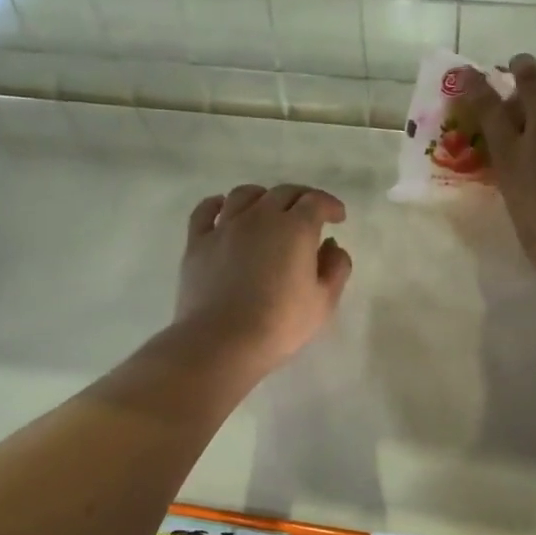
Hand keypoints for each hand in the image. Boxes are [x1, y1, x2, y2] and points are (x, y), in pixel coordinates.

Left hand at [174, 183, 353, 374]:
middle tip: (309, 214)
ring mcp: (225, 227)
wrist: (223, 341)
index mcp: (295, 228)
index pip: (316, 201)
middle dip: (301, 198)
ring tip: (268, 210)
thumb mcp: (323, 301)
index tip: (337, 217)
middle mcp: (260, 217)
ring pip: (245, 195)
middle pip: (283, 192)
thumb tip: (331, 246)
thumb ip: (336, 268)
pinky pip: (206, 210)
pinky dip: (218, 204)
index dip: (330, 205)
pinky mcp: (197, 242)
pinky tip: (224, 209)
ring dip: (262, 197)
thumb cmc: (280, 324)